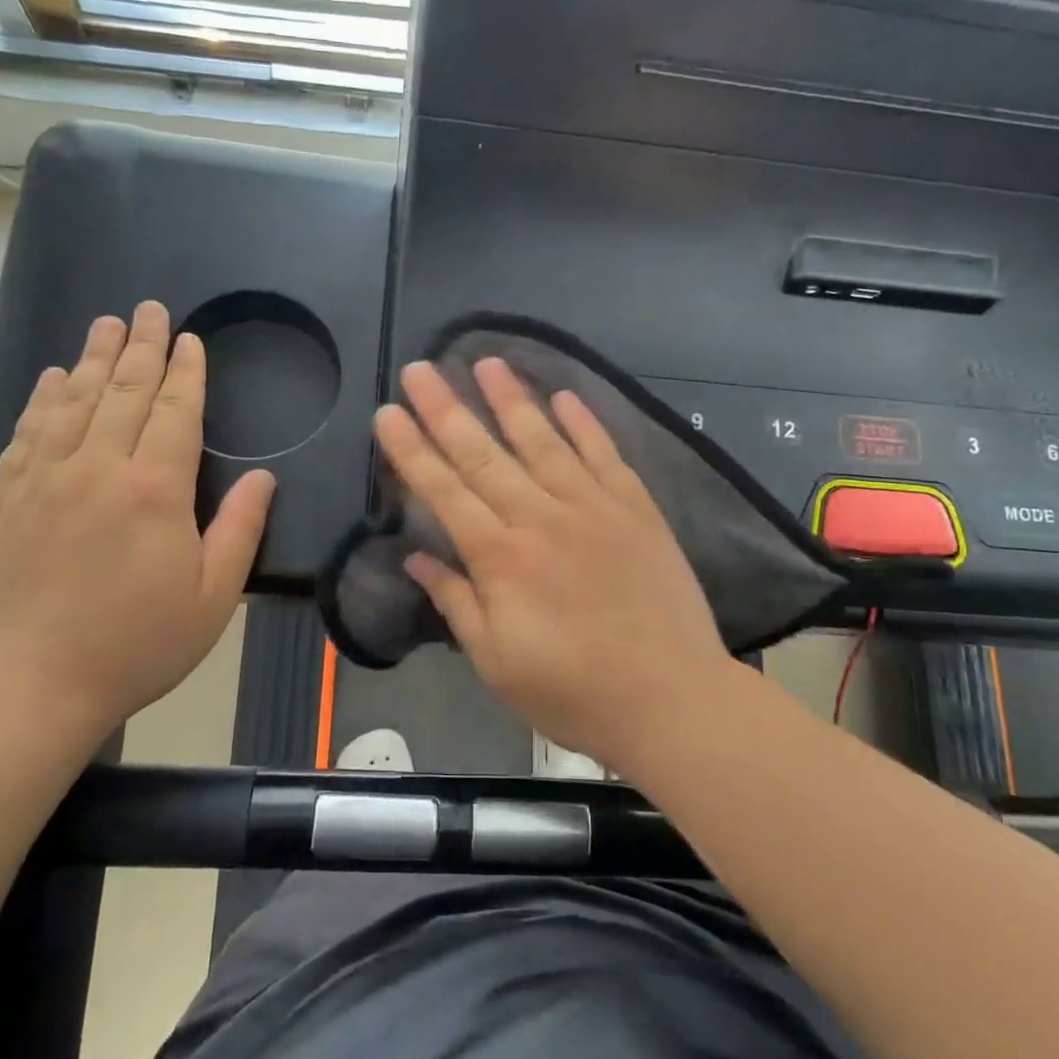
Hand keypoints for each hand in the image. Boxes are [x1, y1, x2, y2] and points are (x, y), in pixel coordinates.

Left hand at [0, 303, 275, 739]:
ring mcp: (46, 481)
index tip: (190, 339)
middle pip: (123, 393)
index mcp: (155, 491)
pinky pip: (27, 433)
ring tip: (106, 323)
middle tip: (149, 309)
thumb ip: (240, 529)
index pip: (174, 412)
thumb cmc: (139, 643)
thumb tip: (265, 478)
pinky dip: (43, 399)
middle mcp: (98, 470)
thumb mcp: (213, 596)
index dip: (185, 372)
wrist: (34, 685)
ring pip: (73, 402)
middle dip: (141, 347)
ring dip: (93, 358)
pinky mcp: (8, 500)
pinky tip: (53, 377)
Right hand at [373, 358, 731, 769]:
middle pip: (484, 455)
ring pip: (543, 441)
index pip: (445, 492)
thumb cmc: (573, 691)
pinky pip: (605, 455)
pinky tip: (564, 395)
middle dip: (447, 409)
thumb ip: (456, 603)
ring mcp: (593, 507)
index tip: (388, 413)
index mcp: (501, 558)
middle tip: (420, 368)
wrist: (670, 699)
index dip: (412, 451)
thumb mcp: (496, 662)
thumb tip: (416, 560)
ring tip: (485, 360)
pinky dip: (584, 423)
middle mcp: (541, 518)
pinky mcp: (636, 509)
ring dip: (511, 399)